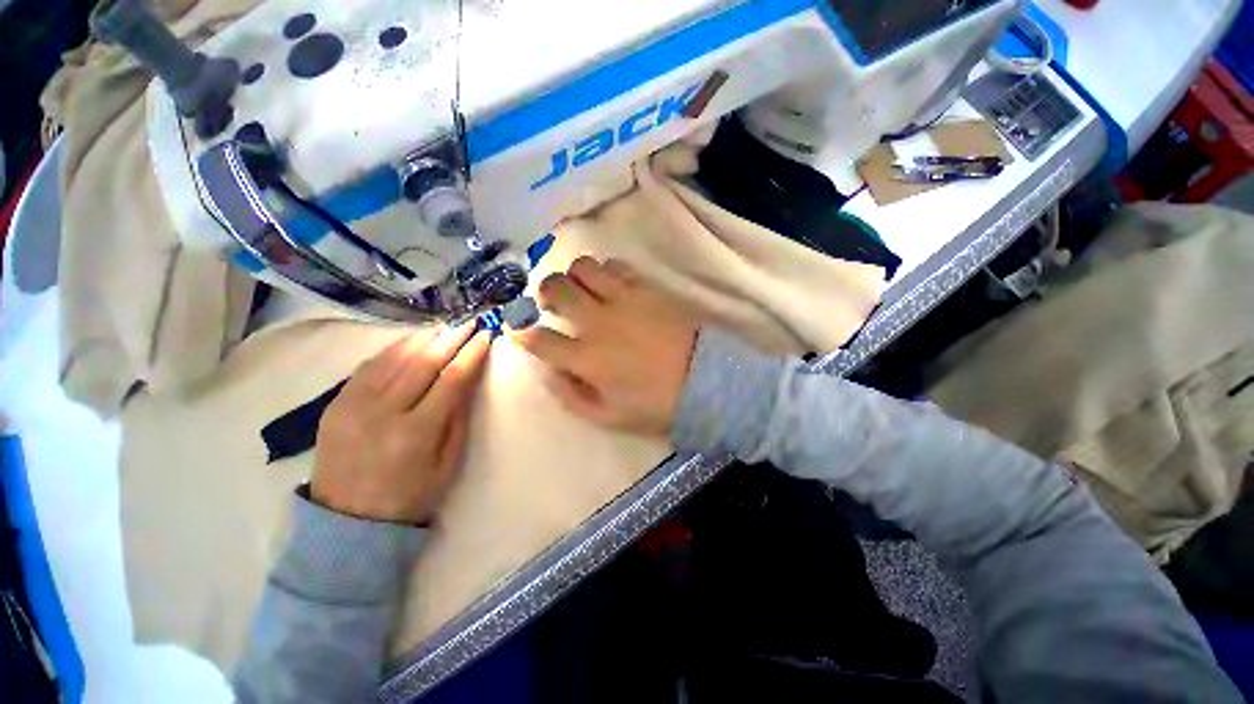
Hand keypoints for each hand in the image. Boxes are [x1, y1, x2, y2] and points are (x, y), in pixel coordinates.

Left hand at [311, 323, 490, 523]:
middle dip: (450, 338)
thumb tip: (467, 379)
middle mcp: (382, 412)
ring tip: (443, 326)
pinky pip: (368, 366)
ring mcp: (353, 405)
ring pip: (393, 358)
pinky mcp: (335, 403)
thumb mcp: (447, 464)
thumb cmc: (410, 496)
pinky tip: (410, 341)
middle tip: (469, 323)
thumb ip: (458, 419)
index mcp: (415, 432)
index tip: (485, 336)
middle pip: (422, 362)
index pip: (450, 380)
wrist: (347, 521)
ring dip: (422, 338)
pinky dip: (392, 349)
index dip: (470, 354)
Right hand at [512, 257, 698, 435]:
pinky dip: (605, 271)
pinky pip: (615, 265)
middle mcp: (598, 322)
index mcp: (587, 358)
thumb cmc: (656, 404)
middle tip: (552, 304)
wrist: (704, 380)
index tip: (519, 330)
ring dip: (574, 277)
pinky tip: (610, 285)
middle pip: (555, 288)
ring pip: (582, 267)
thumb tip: (547, 370)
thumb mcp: (608, 416)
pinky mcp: (646, 288)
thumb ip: (571, 395)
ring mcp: (623, 299)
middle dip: (544, 293)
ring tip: (582, 291)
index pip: (537, 338)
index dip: (520, 332)